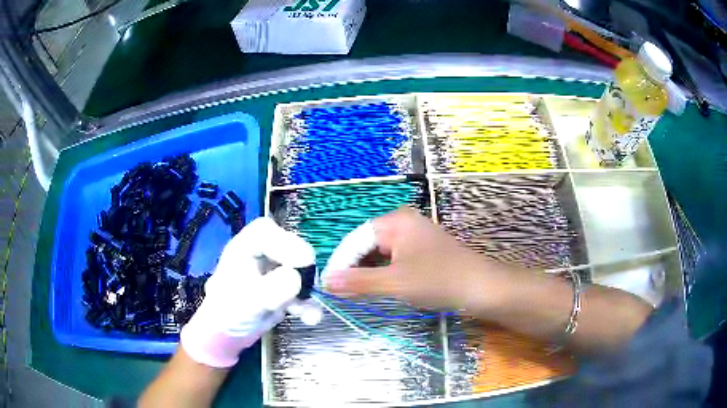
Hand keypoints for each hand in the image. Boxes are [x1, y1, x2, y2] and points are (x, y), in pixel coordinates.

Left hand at [180, 217, 315, 367]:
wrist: (228, 333)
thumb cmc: (228, 312)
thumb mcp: (248, 301)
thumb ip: (271, 289)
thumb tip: (296, 278)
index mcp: (244, 248)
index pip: (265, 232)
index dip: (286, 242)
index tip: (305, 260)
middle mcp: (261, 254)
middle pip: (289, 247)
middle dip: (303, 268)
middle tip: (311, 285)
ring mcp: (275, 270)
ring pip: (300, 270)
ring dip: (309, 290)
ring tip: (310, 311)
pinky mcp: (285, 287)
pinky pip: (303, 290)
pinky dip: (309, 303)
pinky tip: (310, 318)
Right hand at [324, 207, 511, 311]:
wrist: (481, 287)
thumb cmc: (438, 280)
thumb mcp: (395, 282)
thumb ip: (358, 282)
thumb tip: (325, 282)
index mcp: (396, 221)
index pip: (356, 239)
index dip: (340, 262)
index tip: (327, 284)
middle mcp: (403, 223)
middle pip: (367, 244)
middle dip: (353, 268)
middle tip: (340, 292)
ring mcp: (414, 236)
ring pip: (380, 253)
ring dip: (367, 272)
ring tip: (355, 293)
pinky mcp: (422, 250)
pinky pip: (393, 259)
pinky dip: (383, 273)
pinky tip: (378, 288)